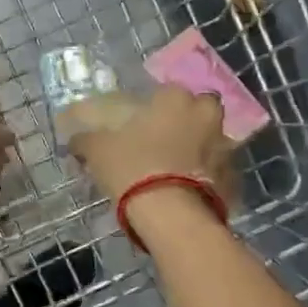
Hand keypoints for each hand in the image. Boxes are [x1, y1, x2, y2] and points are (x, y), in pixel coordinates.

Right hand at [70, 84, 236, 210]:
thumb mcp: (98, 151)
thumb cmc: (133, 168)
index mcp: (176, 99)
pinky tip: (190, 189)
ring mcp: (224, 146)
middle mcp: (205, 115)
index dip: (156, 108)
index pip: (168, 92)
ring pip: (212, 139)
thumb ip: (87, 139)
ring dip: (200, 147)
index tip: (144, 123)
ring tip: (178, 168)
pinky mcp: (234, 176)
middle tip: (166, 140)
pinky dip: (208, 175)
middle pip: (199, 110)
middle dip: (188, 121)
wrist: (170, 214)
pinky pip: (219, 169)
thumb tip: (74, 138)